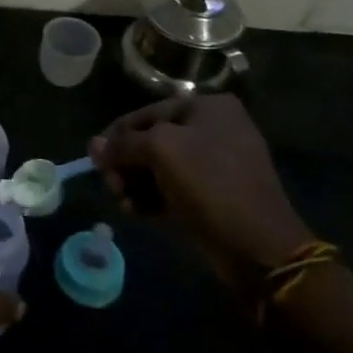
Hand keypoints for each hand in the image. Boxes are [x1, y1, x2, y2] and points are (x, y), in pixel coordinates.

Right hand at [90, 95, 312, 294]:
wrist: (258, 245)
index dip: (116, 135)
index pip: (146, 113)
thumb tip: (94, 146)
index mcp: (208, 107)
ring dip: (135, 183)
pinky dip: (152, 197)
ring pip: (159, 166)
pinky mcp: (214, 194)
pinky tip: (136, 211)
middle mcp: (214, 128)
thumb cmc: (209, 183)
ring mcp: (216, 163)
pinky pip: (173, 187)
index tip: (95, 159)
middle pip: (151, 140)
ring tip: (123, 202)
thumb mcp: (160, 150)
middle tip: (111, 185)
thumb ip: (122, 144)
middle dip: (126, 163)